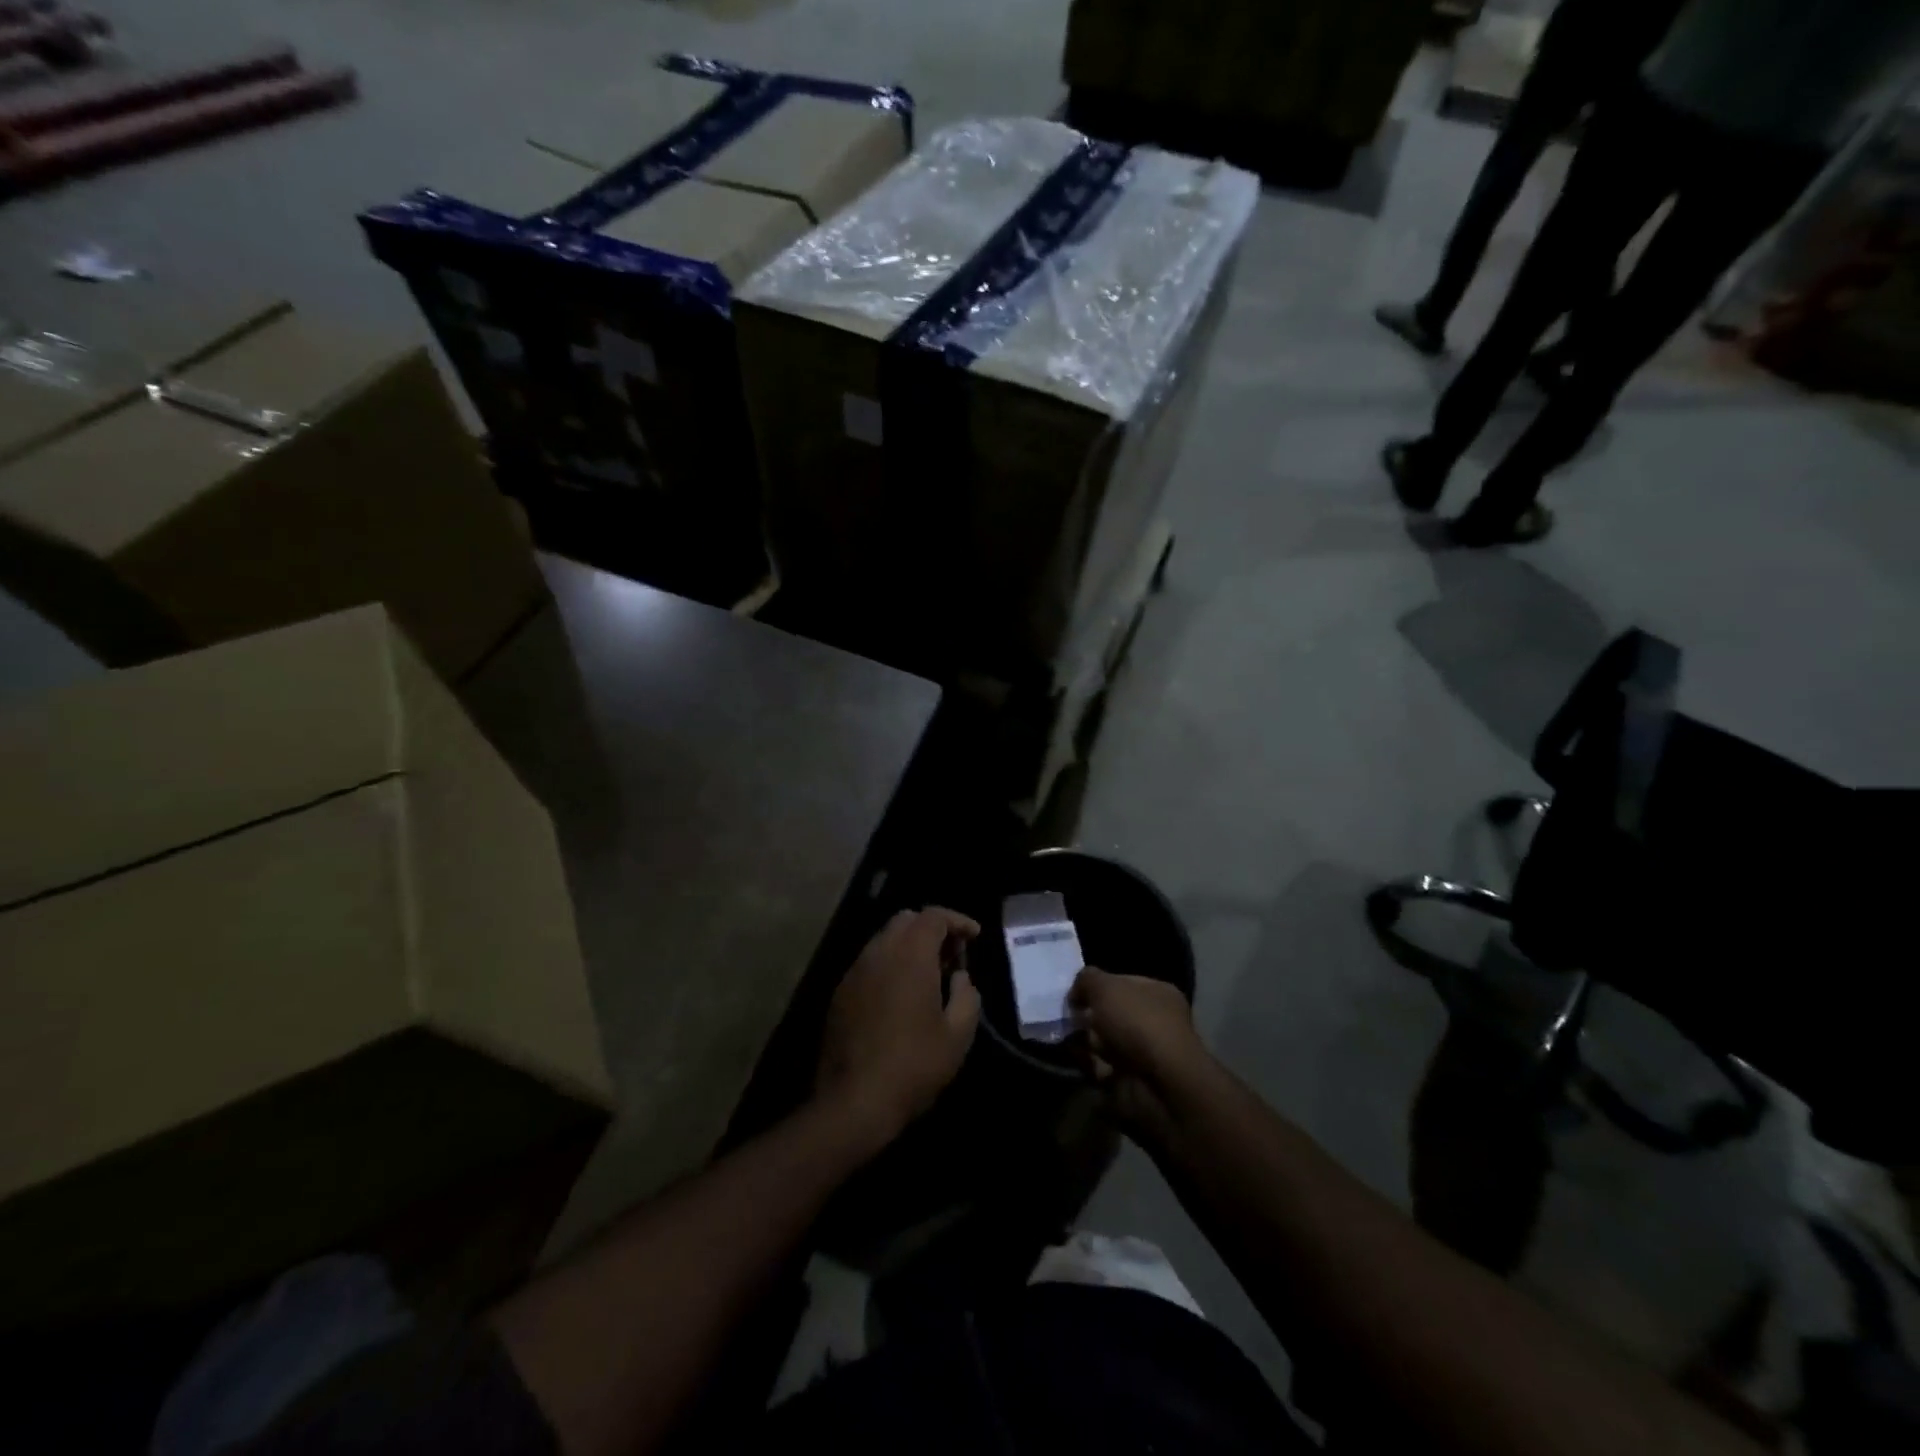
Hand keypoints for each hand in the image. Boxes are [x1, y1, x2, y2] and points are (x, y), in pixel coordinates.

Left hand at [816, 908, 981, 1146]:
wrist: (854, 1101)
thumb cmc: (914, 1065)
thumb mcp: (957, 1035)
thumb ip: (966, 995)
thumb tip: (959, 978)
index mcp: (910, 955)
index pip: (934, 916)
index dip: (958, 920)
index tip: (975, 936)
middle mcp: (879, 952)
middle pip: (906, 920)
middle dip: (932, 929)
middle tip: (952, 956)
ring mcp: (855, 972)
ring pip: (884, 940)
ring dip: (909, 947)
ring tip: (929, 976)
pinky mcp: (840, 993)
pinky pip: (869, 963)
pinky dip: (890, 965)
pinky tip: (901, 996)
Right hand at [1070, 967, 1207, 1143]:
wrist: (1158, 1086)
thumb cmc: (1138, 1023)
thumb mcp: (1105, 987)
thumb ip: (1086, 980)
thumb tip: (1076, 993)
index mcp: (1157, 994)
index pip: (1121, 982)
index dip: (1096, 984)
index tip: (1072, 991)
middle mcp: (1152, 1021)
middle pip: (1109, 1012)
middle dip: (1086, 1013)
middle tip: (1063, 1013)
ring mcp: (1141, 1053)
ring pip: (1101, 1040)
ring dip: (1082, 1038)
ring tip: (1062, 1033)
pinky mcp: (1127, 1080)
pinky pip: (1098, 1065)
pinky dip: (1084, 1061)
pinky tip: (1070, 1054)